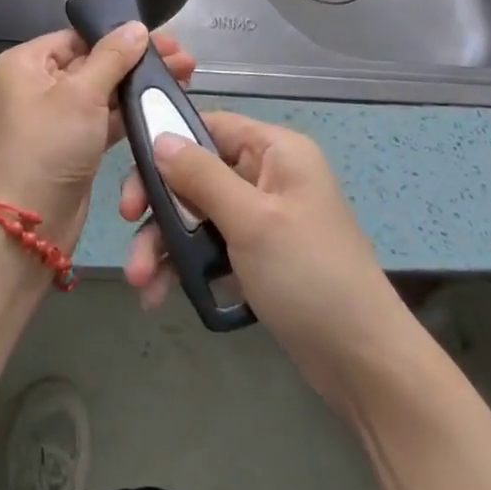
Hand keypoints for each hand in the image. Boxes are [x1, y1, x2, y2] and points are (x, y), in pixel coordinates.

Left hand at [0, 27, 196, 245]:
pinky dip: (131, 110)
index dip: (119, 35)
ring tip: (185, 75)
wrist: (31, 224)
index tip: (162, 37)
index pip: (77, 37)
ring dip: (139, 84)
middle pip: (94, 61)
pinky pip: (105, 117)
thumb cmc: (49, 147)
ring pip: (103, 90)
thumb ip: (113, 57)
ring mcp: (56, 115)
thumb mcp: (81, 95)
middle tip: (184, 57)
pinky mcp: (73, 142)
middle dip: (137, 60)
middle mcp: (36, 84)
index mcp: (25, 63)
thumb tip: (137, 26)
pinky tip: (164, 102)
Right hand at [119, 112, 413, 413]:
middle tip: (126, 227)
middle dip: (159, 206)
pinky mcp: (258, 257)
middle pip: (196, 173)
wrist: (364, 364)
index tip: (133, 174)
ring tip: (140, 283)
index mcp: (276, 151)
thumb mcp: (251, 220)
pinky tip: (160, 295)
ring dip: (165, 244)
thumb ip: (200, 175)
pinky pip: (210, 248)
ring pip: (197, 215)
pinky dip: (185, 267)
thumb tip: (159, 137)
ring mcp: (263, 218)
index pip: (209, 126)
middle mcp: (267, 176)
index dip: (167, 143)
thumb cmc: (309, 275)